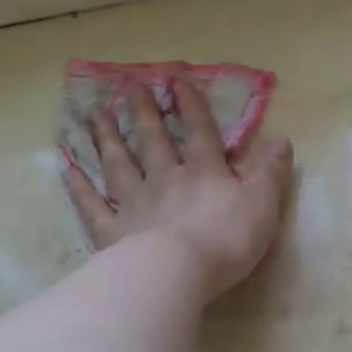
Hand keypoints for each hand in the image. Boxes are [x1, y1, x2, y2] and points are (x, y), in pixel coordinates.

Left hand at [64, 79, 293, 301]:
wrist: (177, 271)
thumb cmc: (227, 239)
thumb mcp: (263, 204)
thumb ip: (271, 173)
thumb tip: (283, 140)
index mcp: (204, 173)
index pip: (199, 132)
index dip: (190, 105)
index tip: (176, 80)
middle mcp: (165, 179)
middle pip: (152, 141)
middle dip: (143, 113)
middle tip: (130, 88)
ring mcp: (133, 204)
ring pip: (118, 164)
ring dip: (108, 139)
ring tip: (96, 116)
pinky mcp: (111, 232)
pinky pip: (91, 206)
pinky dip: (79, 188)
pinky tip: (67, 170)